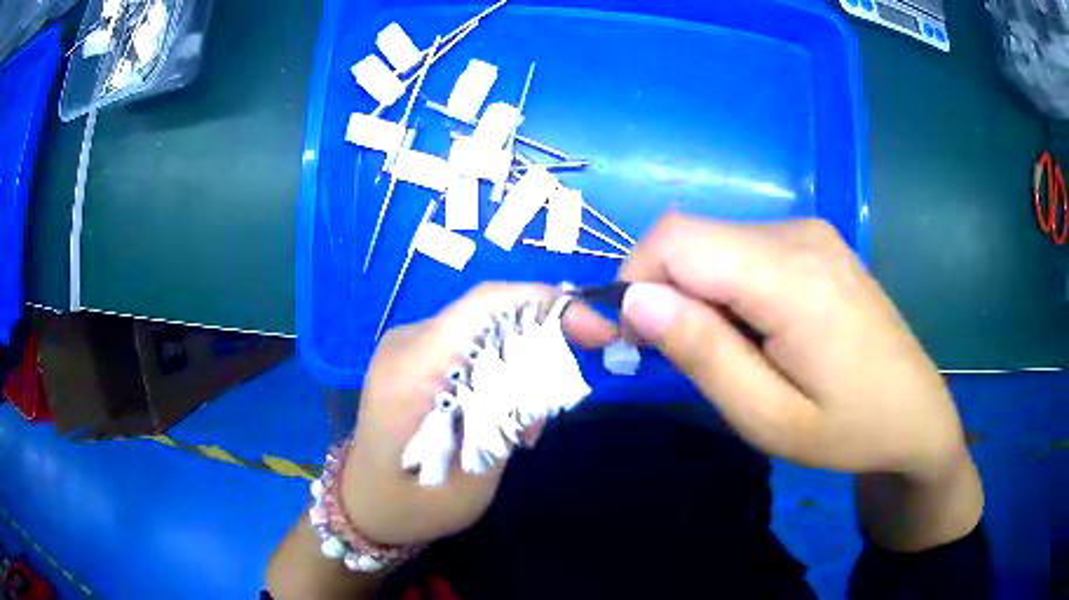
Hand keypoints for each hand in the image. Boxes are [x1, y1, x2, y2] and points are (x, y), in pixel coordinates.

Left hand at [340, 284, 615, 546]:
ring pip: (483, 328)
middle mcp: (406, 343)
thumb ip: (508, 419)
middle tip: (571, 381)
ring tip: (531, 420)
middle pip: (488, 313)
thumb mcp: (473, 479)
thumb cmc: (413, 505)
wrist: (365, 504)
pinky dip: (501, 367)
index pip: (484, 306)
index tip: (595, 330)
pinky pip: (468, 345)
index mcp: (411, 370)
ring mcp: (406, 346)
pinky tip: (506, 413)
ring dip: (522, 358)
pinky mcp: (413, 356)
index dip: (546, 304)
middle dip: (543, 334)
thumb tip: (549, 374)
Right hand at [619, 214, 968, 483]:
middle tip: (665, 355)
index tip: (631, 340)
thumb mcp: (769, 417)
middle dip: (658, 289)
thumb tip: (635, 300)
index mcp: (792, 276)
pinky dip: (723, 284)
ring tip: (721, 352)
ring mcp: (811, 232)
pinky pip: (743, 248)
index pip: (676, 241)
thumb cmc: (848, 430)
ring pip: (714, 242)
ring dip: (692, 291)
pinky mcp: (815, 242)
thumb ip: (703, 354)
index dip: (633, 280)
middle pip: (691, 237)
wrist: (916, 413)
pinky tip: (752, 330)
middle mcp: (799, 234)